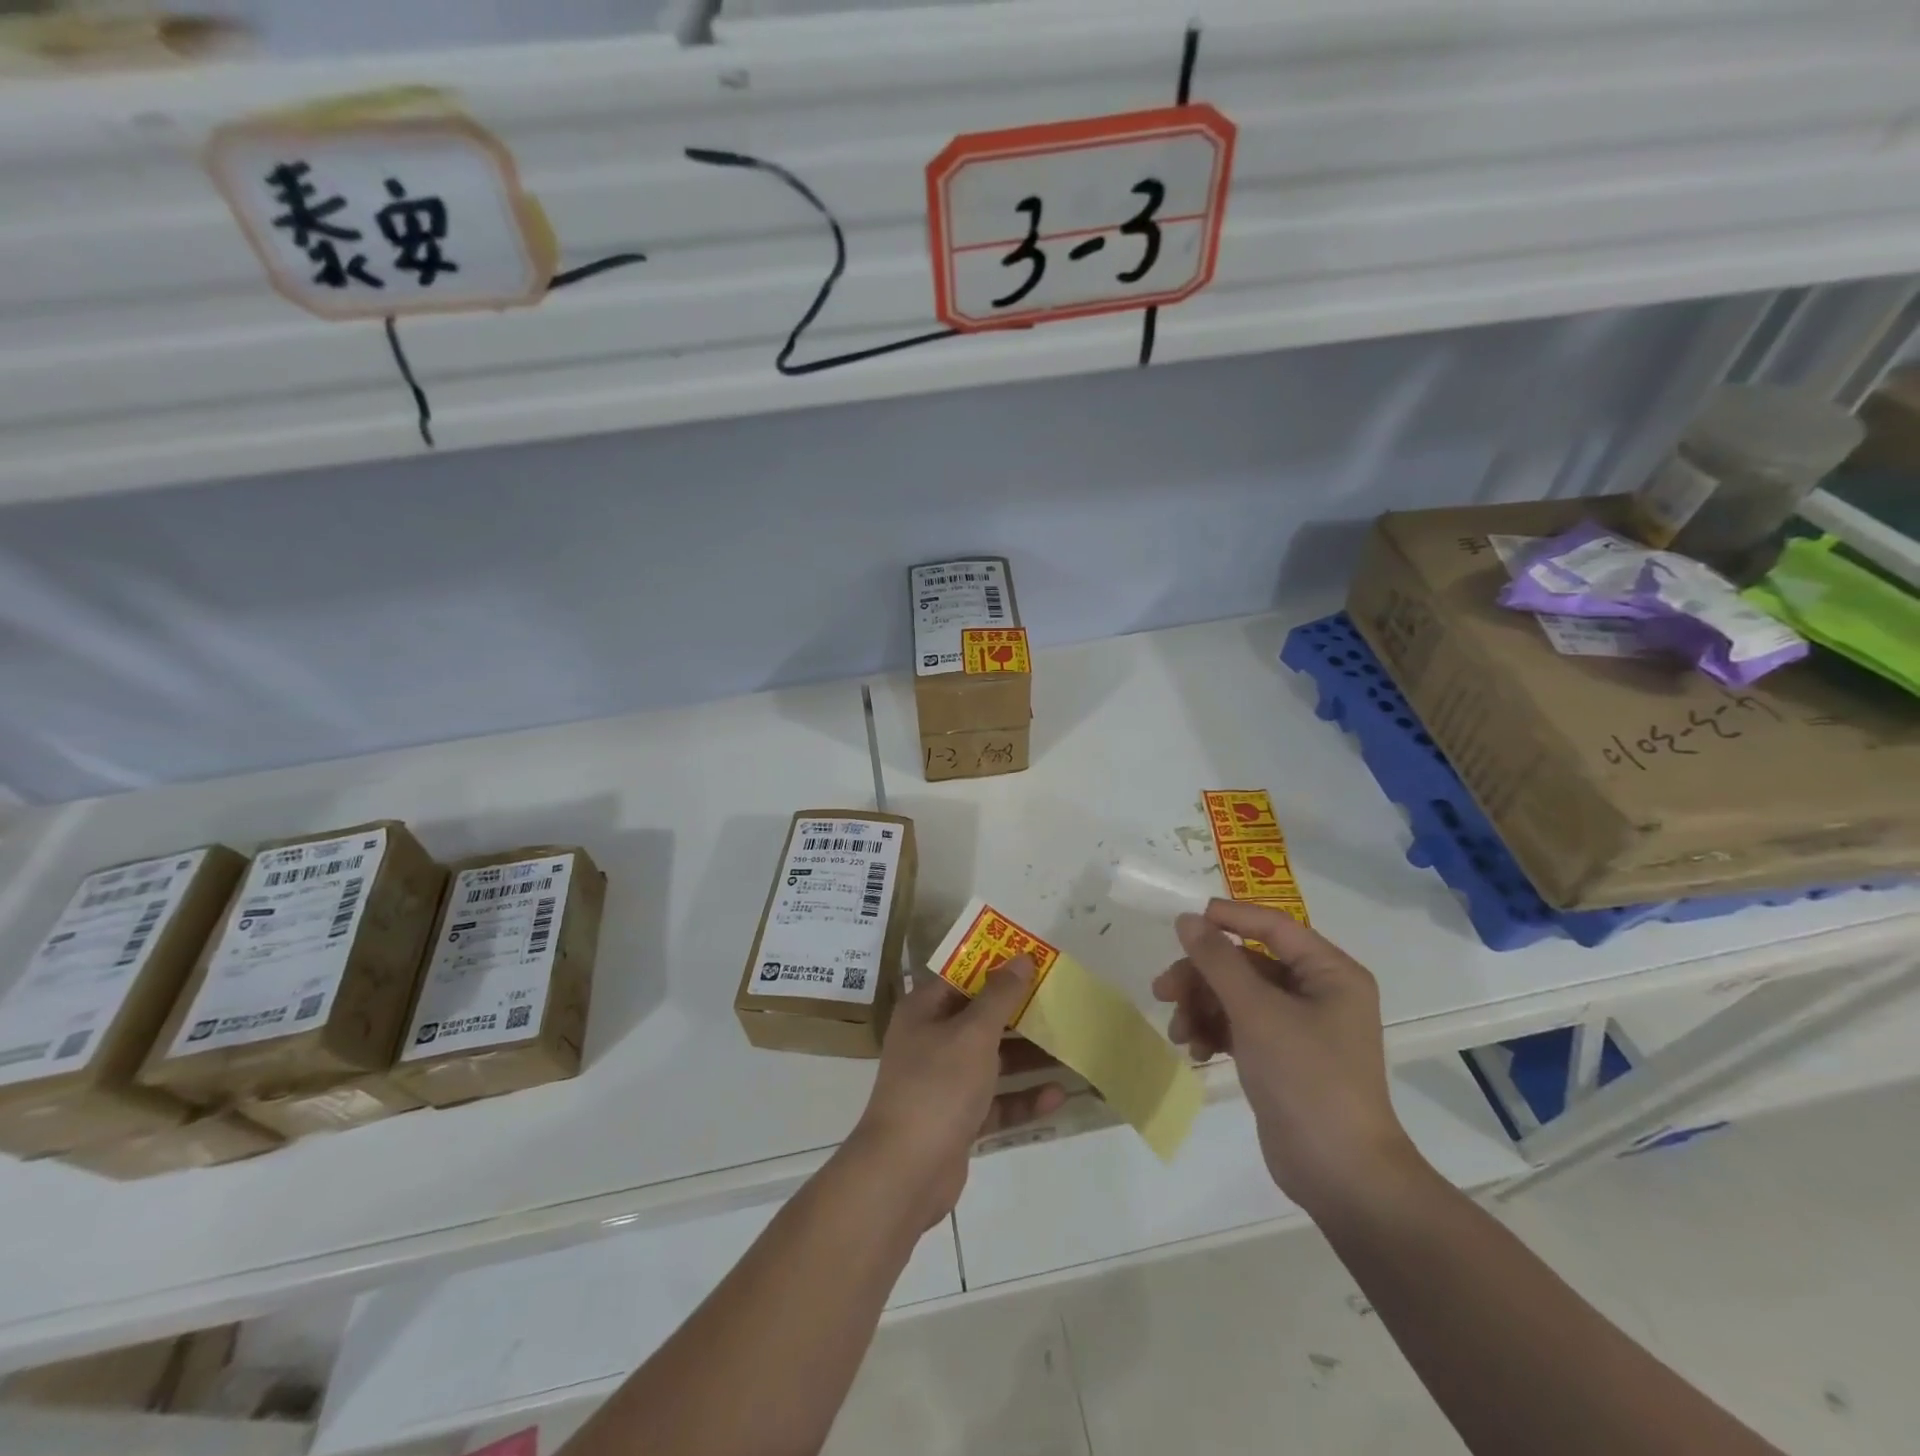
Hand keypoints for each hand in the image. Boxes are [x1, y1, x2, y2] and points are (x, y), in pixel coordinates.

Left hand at [846, 958, 1066, 1226]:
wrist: (905, 1172)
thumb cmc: (937, 1086)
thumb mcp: (973, 1034)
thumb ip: (1000, 996)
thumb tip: (1021, 958)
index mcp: (924, 1011)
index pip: (962, 977)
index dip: (996, 967)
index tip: (1035, 963)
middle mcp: (931, 1040)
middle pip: (980, 1019)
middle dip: (1020, 1014)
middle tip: (1061, 1004)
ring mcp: (943, 1082)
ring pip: (992, 1061)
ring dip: (1028, 1057)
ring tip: (1069, 1049)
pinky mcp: (958, 1119)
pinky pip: (995, 1101)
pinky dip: (1022, 1098)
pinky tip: (1057, 1096)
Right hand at [1152, 900, 1419, 1212]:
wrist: (1340, 1175)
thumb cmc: (1307, 1079)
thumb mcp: (1257, 1012)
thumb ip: (1218, 961)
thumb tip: (1187, 919)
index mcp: (1330, 972)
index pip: (1272, 925)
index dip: (1227, 917)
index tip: (1181, 922)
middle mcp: (1318, 992)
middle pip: (1246, 962)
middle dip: (1202, 976)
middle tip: (1163, 990)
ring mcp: (1299, 1026)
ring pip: (1236, 995)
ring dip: (1202, 1007)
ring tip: (1178, 1031)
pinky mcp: (1281, 1056)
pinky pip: (1239, 1026)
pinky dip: (1213, 1031)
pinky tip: (1193, 1049)